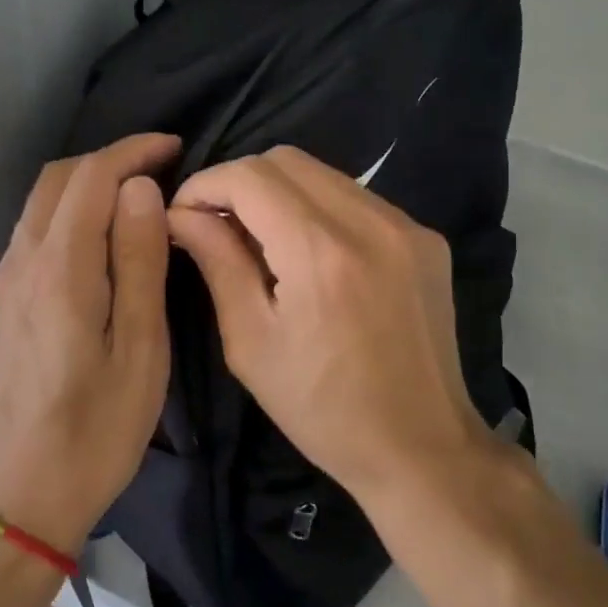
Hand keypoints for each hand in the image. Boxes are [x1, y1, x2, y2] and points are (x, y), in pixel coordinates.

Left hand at [0, 133, 180, 554]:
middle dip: (109, 160)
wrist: (19, 492)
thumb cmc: (96, 429)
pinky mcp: (0, 301)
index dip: (133, 151)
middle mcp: (21, 261)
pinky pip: (34, 231)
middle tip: (160, 170)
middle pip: (58, 178)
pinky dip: (69, 212)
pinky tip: (100, 240)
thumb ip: (139, 262)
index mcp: (60, 269)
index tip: (174, 147)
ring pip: (42, 202)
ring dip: (87, 184)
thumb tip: (141, 191)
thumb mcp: (140, 349)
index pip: (92, 177)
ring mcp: (3, 280)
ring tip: (137, 200)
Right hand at [167, 145, 490, 509]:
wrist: (421, 447)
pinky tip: (309, 251)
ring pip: (323, 173)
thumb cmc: (322, 408)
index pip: (249, 176)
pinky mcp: (425, 238)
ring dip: (280, 192)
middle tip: (218, 225)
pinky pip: (356, 198)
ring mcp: (405, 226)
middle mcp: (369, 222)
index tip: (183, 214)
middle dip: (240, 182)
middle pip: (286, 159)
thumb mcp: (251, 342)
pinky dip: (319, 208)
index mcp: (320, 252)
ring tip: (261, 238)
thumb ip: (217, 262)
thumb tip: (181, 214)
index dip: (205, 184)